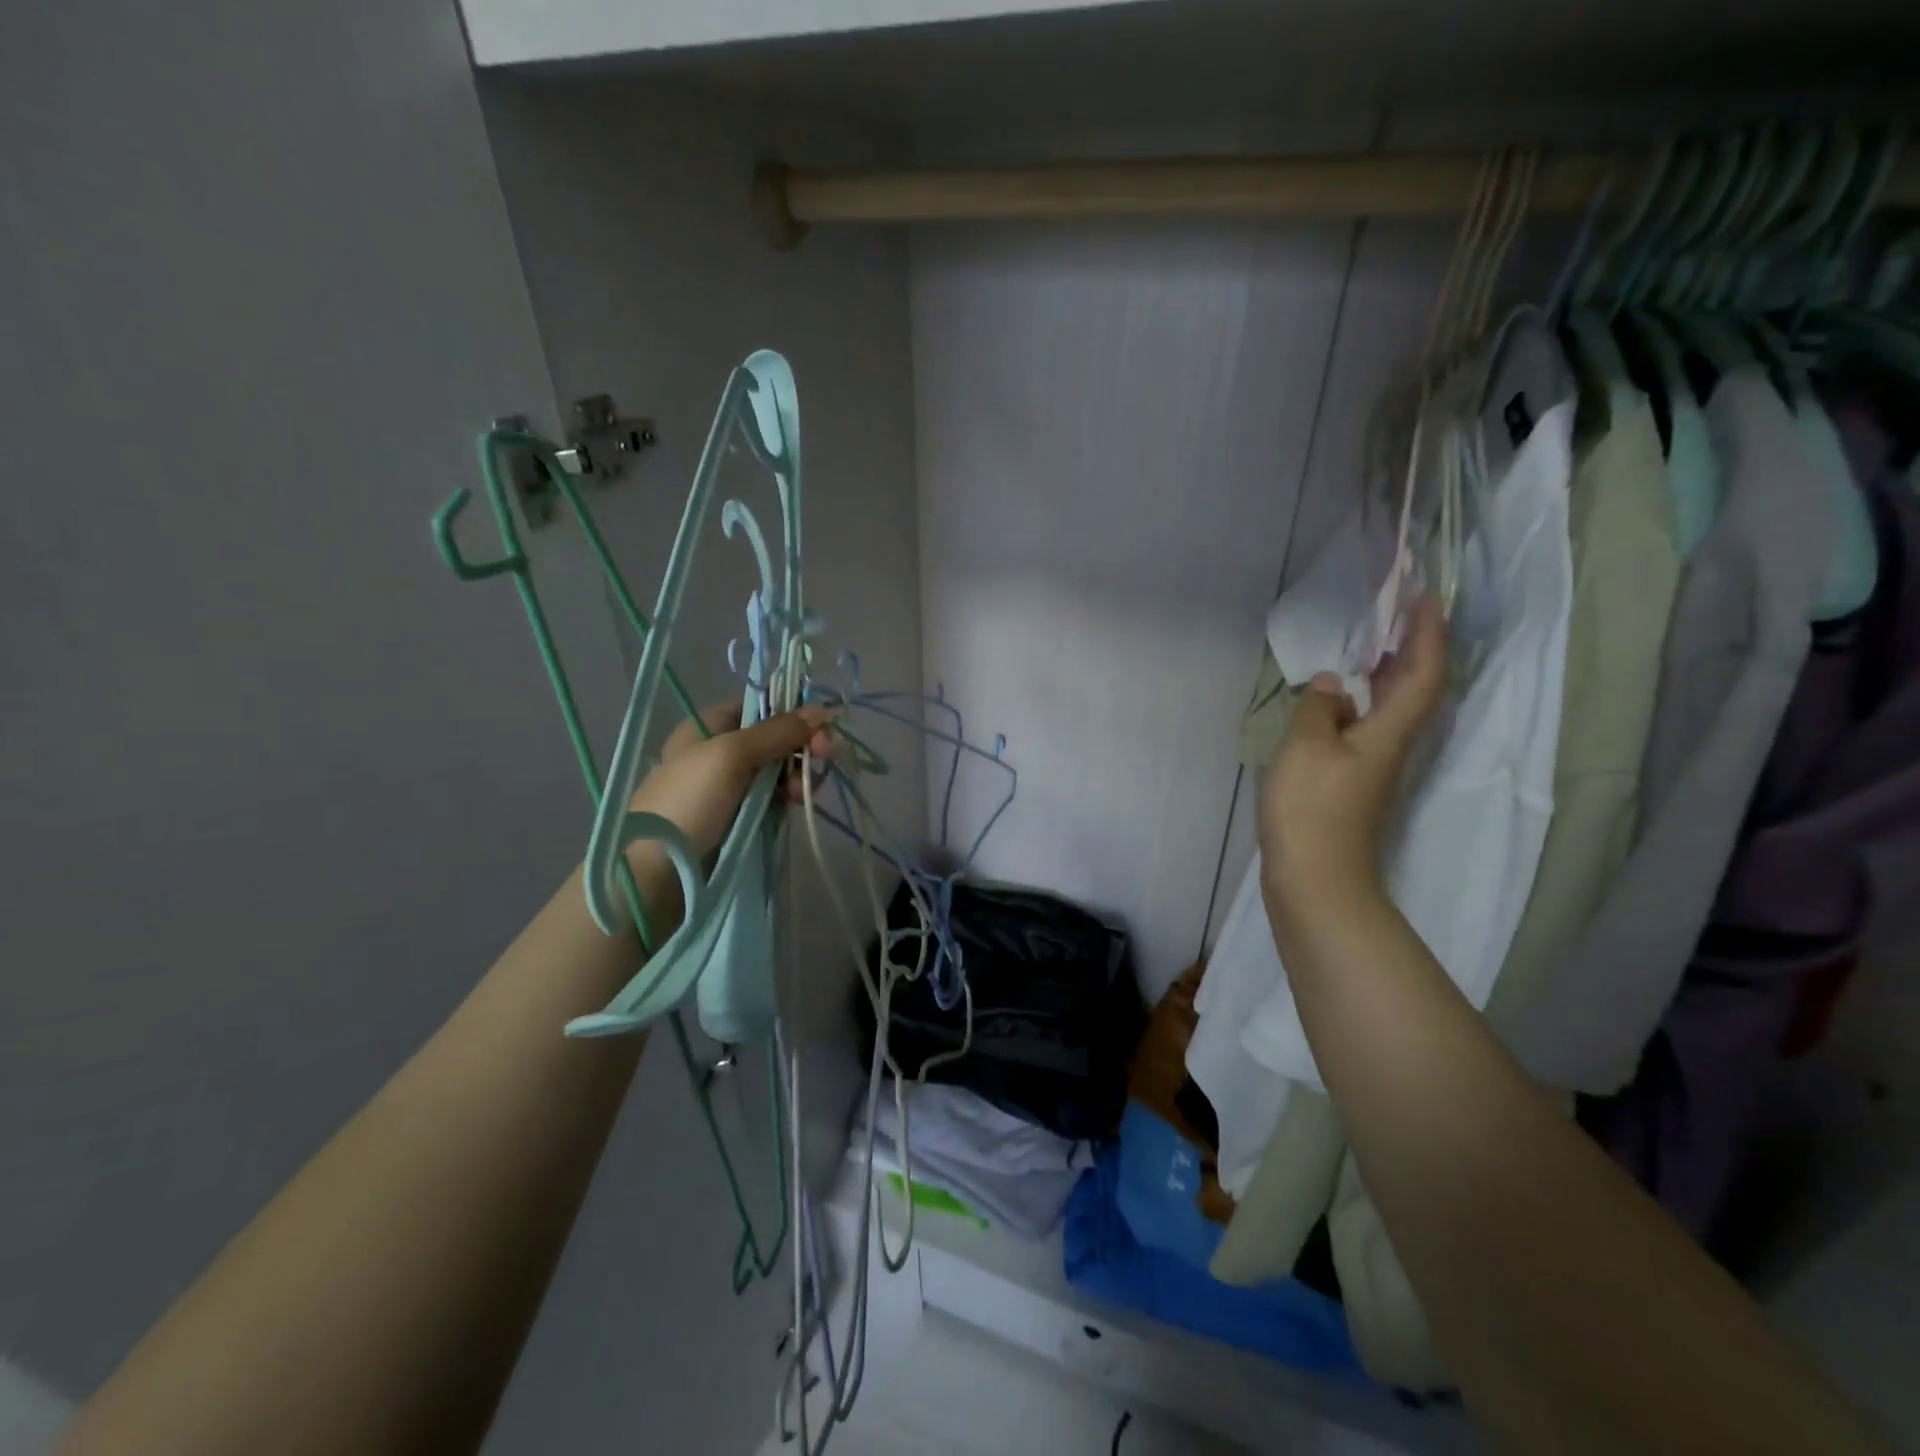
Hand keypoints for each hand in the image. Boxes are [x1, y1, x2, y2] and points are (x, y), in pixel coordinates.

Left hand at [629, 702, 833, 860]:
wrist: (657, 871)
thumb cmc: (690, 801)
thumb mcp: (732, 755)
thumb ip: (777, 731)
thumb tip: (822, 709)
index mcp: (709, 724)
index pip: (762, 706)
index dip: (794, 714)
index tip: (821, 731)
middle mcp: (718, 748)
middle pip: (774, 737)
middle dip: (800, 747)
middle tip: (824, 760)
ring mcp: (726, 784)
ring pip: (776, 768)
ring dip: (796, 775)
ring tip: (799, 794)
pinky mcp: (735, 813)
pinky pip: (770, 796)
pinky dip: (784, 796)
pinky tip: (791, 804)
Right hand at [1258, 595, 1447, 909]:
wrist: (1315, 878)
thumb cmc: (1312, 808)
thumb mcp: (1306, 748)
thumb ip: (1318, 708)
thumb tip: (1331, 683)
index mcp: (1389, 732)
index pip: (1423, 673)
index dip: (1428, 634)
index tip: (1423, 597)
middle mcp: (1391, 745)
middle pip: (1414, 689)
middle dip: (1411, 647)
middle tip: (1395, 612)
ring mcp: (1372, 766)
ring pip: (1389, 709)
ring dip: (1384, 674)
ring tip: (1365, 646)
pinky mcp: (1352, 782)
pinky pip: (1364, 728)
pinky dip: (1355, 703)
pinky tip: (1332, 701)